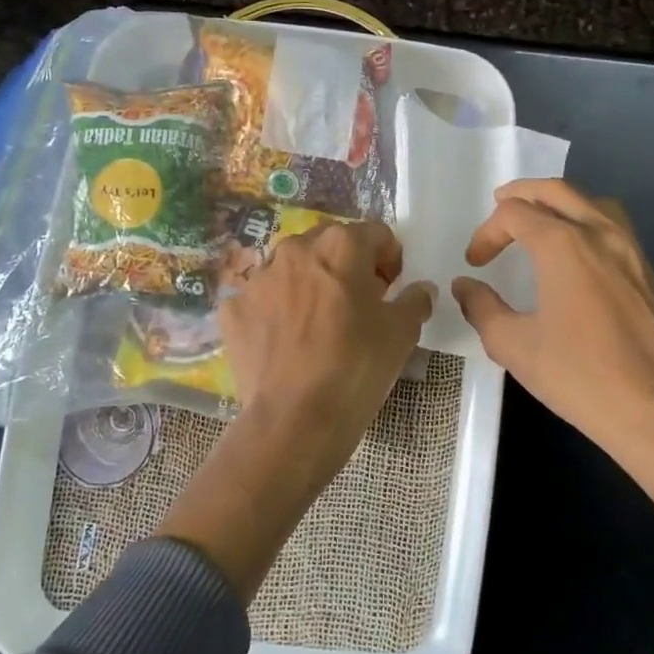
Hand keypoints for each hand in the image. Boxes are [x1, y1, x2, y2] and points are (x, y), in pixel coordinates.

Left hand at [219, 219, 434, 480]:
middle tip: (357, 306)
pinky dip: (274, 312)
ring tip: (317, 326)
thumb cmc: (357, 366)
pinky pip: (261, 300)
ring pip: (292, 269)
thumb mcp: (402, 333)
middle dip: (346, 267)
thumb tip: (421, 290)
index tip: (391, 289)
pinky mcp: (232, 308)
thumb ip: (415, 300)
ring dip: (308, 285)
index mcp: (341, 245)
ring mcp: (258, 278)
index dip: (389, 259)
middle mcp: (295, 249)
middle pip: (330, 245)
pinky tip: (285, 344)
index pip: (376, 234)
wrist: (294, 419)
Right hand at [452, 179, 653, 510]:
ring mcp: (630, 249)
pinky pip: (612, 224)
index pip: (515, 213)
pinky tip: (575, 251)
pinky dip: (585, 219)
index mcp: (564, 245)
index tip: (476, 263)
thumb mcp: (515, 346)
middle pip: (556, 191)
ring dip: (558, 201)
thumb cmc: (580, 377)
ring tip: (538, 220)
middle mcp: (600, 233)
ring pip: (591, 201)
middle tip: (498, 207)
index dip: (487, 232)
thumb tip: (465, 286)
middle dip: (521, 195)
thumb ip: (482, 308)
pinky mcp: (647, 270)